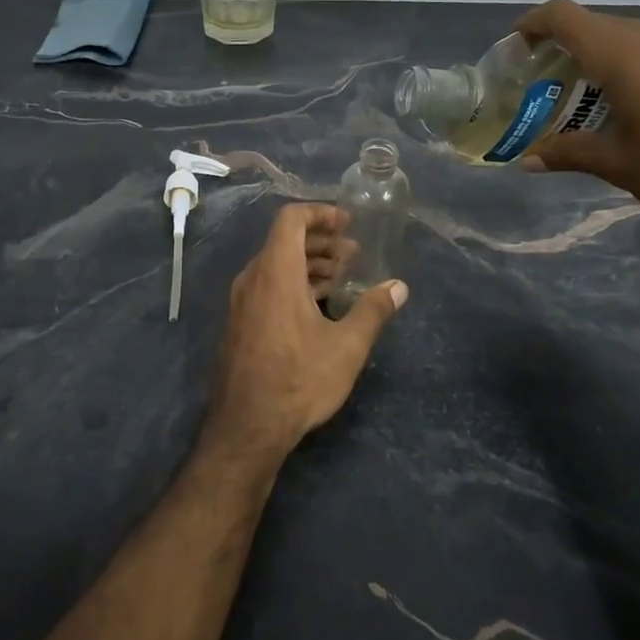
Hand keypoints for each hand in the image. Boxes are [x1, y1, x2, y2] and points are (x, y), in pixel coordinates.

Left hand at [204, 204, 407, 462]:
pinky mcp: (240, 323)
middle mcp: (253, 279)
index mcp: (276, 272)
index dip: (320, 213)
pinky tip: (319, 306)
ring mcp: (242, 302)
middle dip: (321, 242)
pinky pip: (268, 286)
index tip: (348, 223)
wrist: (247, 426)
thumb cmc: (299, 380)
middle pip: (285, 241)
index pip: (291, 219)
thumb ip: (373, 310)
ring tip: (342, 278)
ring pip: (276, 265)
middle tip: (354, 254)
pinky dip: (295, 283)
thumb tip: (398, 287)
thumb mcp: (346, 346)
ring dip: (309, 264)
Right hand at [515, 0, 639, 232]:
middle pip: (594, 24)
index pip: (564, 16)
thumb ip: (569, 152)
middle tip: (543, 84)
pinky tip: (633, 105)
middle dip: (561, 47)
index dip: (532, 24)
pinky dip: (629, 65)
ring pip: (626, 35)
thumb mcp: (618, 165)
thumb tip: (528, 159)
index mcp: (623, 55)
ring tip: (584, 98)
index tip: (514, 48)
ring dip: (597, 57)